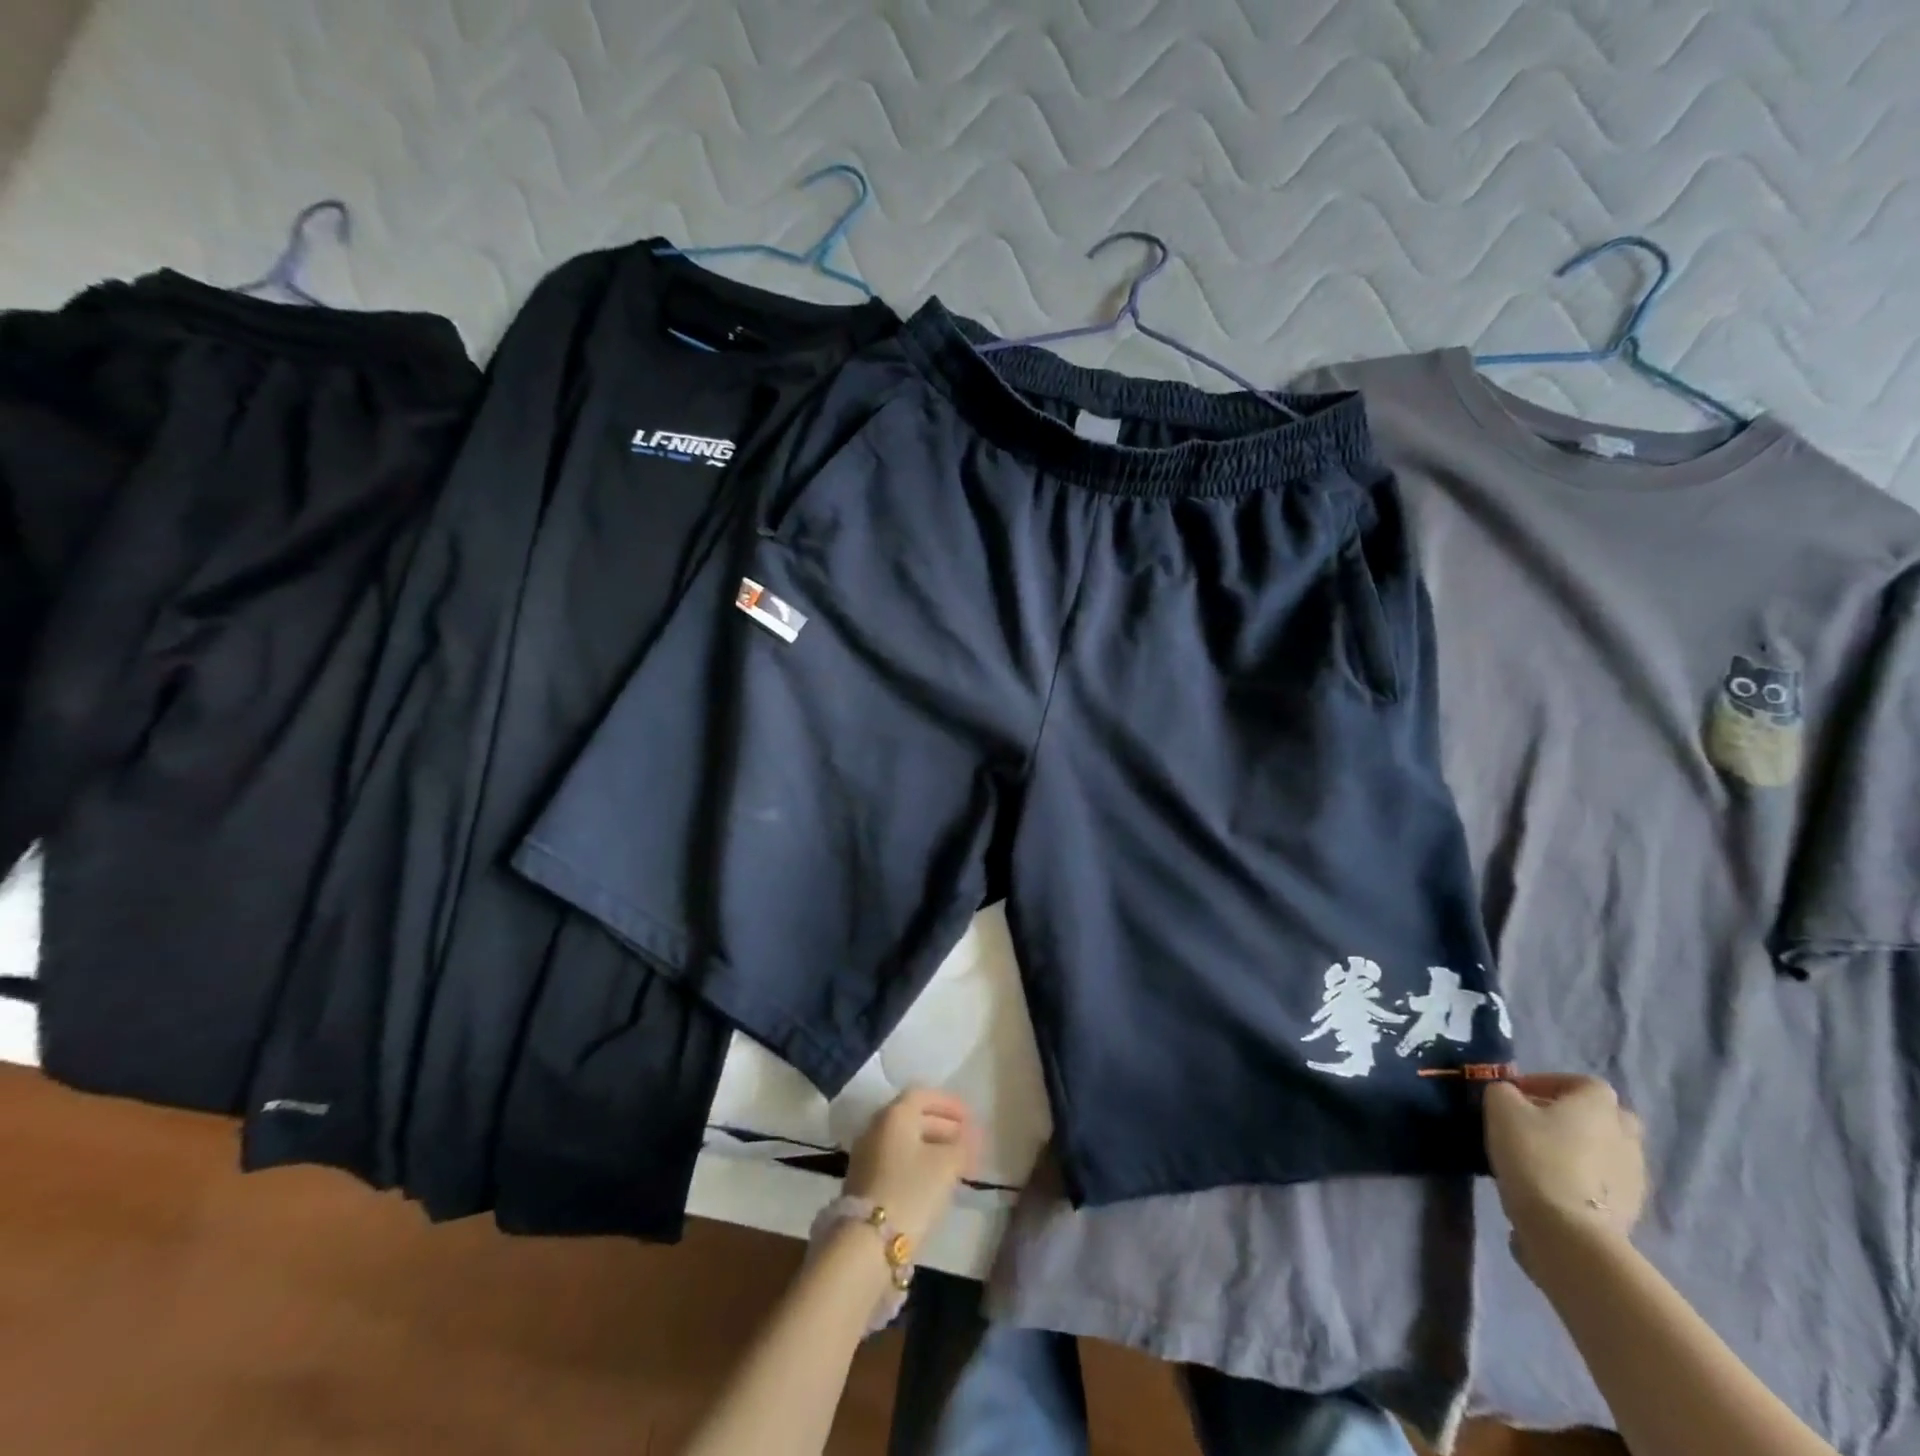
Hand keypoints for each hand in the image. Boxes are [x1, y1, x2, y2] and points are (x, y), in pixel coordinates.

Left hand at [844, 1088, 980, 1248]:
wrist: (868, 1242)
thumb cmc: (911, 1191)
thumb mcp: (946, 1166)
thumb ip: (962, 1146)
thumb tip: (972, 1137)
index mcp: (895, 1115)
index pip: (923, 1095)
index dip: (949, 1103)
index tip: (970, 1117)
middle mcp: (876, 1128)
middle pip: (913, 1117)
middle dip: (943, 1126)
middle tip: (966, 1140)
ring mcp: (866, 1155)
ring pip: (904, 1141)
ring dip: (931, 1147)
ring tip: (956, 1163)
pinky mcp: (864, 1182)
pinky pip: (896, 1160)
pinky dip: (917, 1163)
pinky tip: (934, 1181)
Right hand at [1485, 1074, 1647, 1254]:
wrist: (1568, 1230)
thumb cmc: (1535, 1155)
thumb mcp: (1500, 1108)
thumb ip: (1503, 1091)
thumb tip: (1510, 1096)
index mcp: (1598, 1106)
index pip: (1584, 1082)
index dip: (1551, 1082)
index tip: (1520, 1093)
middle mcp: (1626, 1137)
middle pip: (1606, 1118)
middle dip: (1575, 1117)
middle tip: (1538, 1123)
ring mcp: (1634, 1177)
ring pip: (1606, 1152)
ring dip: (1579, 1150)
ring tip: (1541, 1158)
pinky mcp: (1632, 1211)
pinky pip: (1605, 1183)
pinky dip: (1583, 1180)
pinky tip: (1552, 1187)